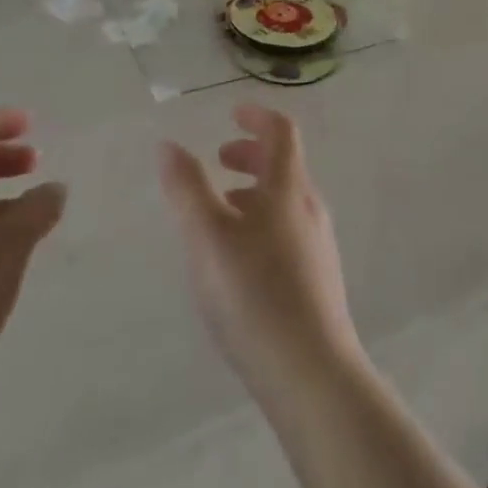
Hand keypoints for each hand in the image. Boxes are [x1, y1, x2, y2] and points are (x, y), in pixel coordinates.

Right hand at [158, 104, 365, 399]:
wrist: (311, 373)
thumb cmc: (255, 294)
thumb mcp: (208, 236)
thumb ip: (187, 189)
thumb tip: (168, 145)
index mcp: (288, 187)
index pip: (281, 131)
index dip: (257, 116)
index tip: (233, 113)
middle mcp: (309, 206)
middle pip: (284, 165)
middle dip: (250, 156)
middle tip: (219, 162)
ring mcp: (319, 245)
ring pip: (285, 201)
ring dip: (254, 193)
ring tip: (220, 215)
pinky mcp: (318, 281)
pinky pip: (289, 233)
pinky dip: (263, 224)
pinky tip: (240, 263)